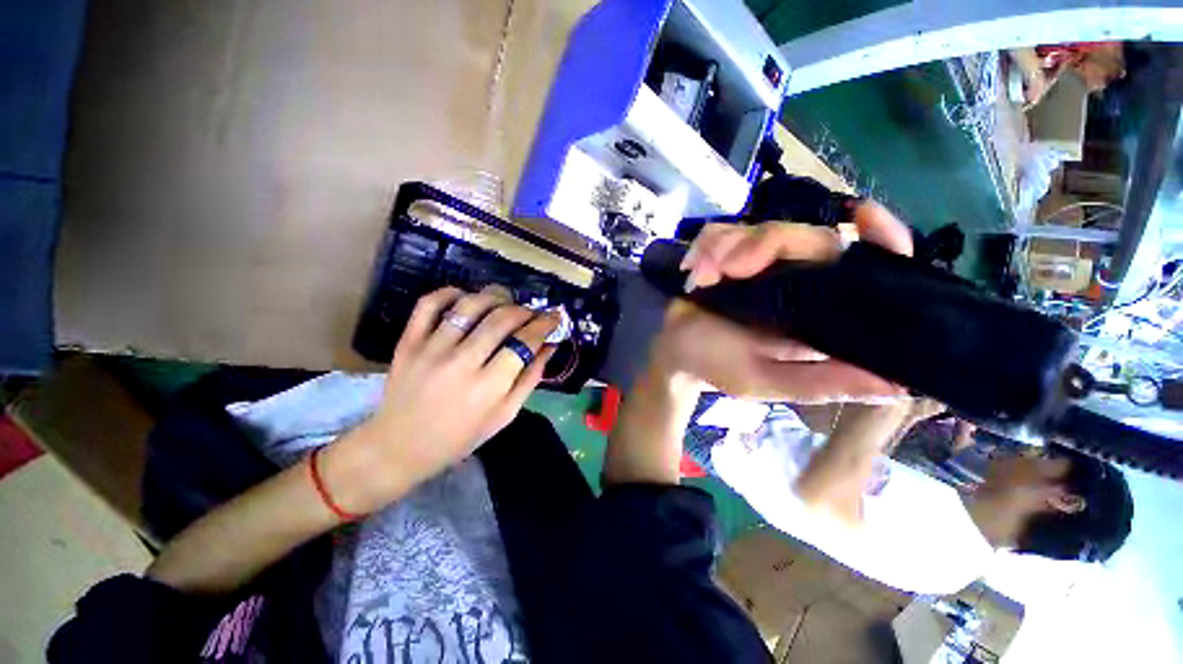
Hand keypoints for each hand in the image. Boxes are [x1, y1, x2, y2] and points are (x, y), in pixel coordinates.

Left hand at [328, 285, 558, 513]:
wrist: (400, 447)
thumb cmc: (460, 436)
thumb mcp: (505, 415)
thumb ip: (530, 379)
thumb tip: (550, 346)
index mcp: (488, 387)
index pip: (524, 342)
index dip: (545, 324)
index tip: (555, 316)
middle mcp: (461, 363)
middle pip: (501, 319)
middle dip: (525, 309)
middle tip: (532, 312)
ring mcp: (431, 349)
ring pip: (469, 305)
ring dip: (494, 297)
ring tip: (505, 301)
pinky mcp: (408, 342)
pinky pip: (429, 304)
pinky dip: (450, 292)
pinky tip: (465, 297)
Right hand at [652, 218, 911, 402]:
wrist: (676, 353)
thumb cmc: (719, 366)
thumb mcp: (768, 381)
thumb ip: (820, 382)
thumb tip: (899, 386)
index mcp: (817, 309)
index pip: (867, 265)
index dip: (881, 236)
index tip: (864, 215)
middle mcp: (797, 278)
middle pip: (806, 236)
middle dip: (762, 246)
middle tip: (728, 270)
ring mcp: (759, 262)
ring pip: (759, 229)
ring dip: (724, 248)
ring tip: (701, 278)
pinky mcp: (727, 252)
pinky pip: (722, 232)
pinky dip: (706, 246)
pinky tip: (693, 269)